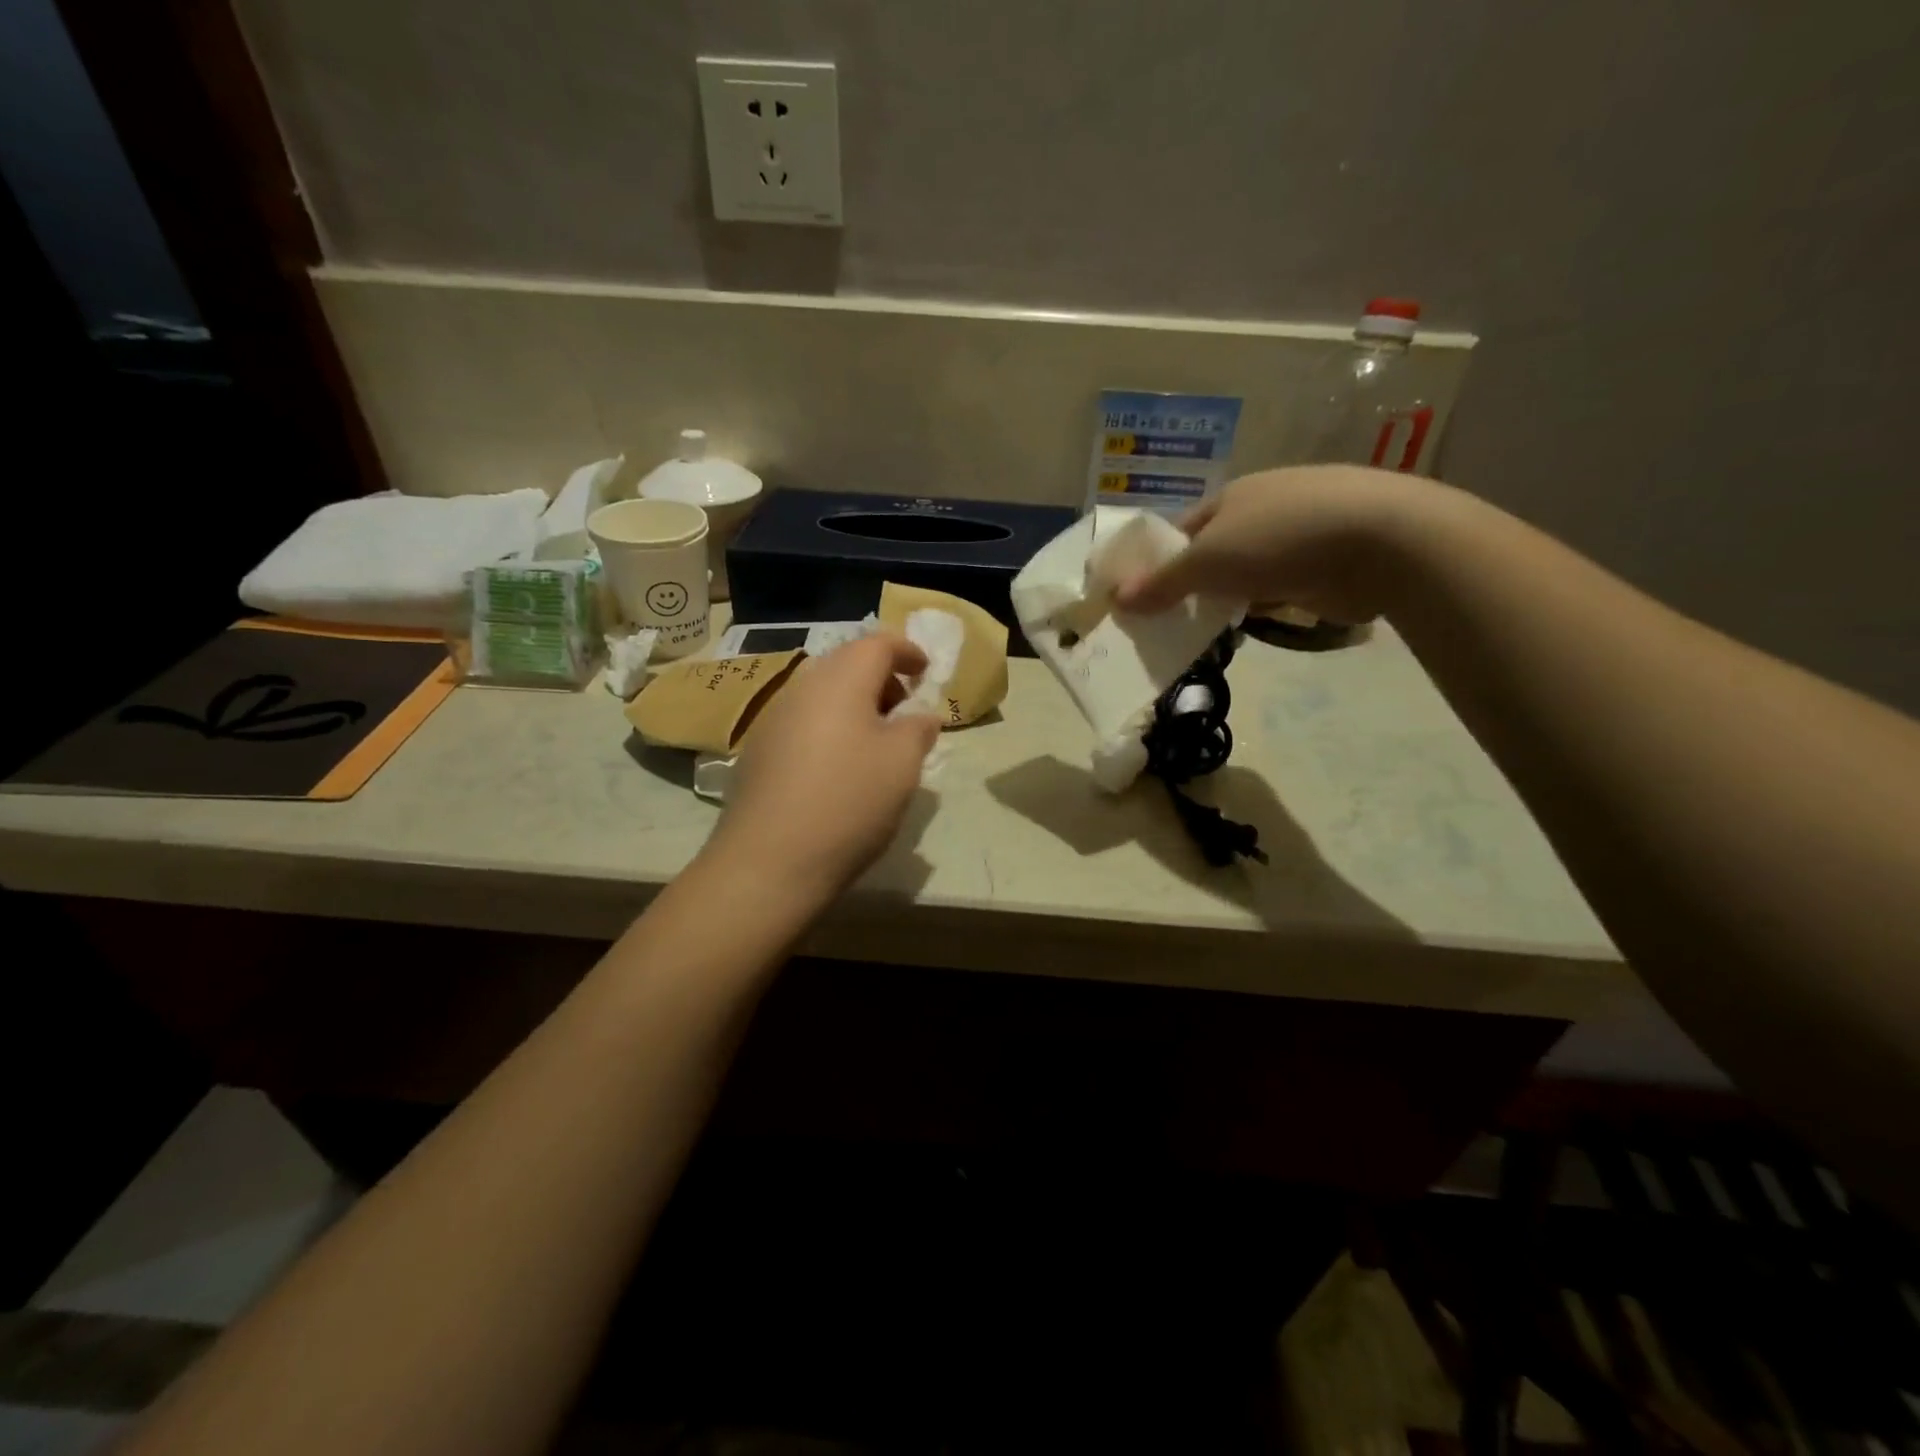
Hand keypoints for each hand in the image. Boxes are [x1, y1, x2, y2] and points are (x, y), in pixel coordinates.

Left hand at [704, 633, 939, 898]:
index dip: (907, 651)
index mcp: (840, 680)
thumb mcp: (903, 764)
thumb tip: (920, 714)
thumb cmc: (849, 802)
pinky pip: (804, 721)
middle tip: (905, 709)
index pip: (877, 644)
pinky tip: (840, 766)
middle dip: (881, 678)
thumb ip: (919, 728)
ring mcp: (773, 719)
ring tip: (876, 741)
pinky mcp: (759, 751)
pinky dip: (830, 726)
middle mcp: (802, 688)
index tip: (926, 671)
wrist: (769, 861)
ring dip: (854, 704)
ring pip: (823, 693)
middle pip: (846, 663)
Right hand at [1114, 465, 1457, 623]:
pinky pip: (1280, 589)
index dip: (1159, 562)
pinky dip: (1263, 606)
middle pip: (1214, 552)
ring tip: (1201, 633)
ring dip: (1228, 598)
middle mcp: (1263, 509)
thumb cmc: (1281, 538)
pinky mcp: (1327, 564)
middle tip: (1166, 622)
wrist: (1382, 541)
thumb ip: (1164, 583)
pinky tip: (1251, 627)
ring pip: (1247, 572)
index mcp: (1232, 497)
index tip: (1141, 598)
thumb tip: (1117, 599)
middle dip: (1192, 585)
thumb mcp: (1208, 561)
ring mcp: (1298, 535)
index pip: (1182, 531)